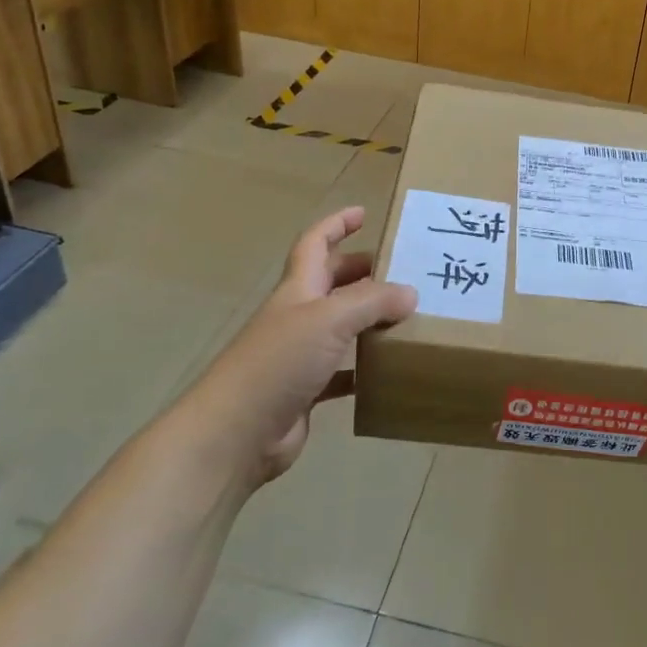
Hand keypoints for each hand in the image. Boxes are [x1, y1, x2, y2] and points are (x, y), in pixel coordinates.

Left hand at [200, 208, 414, 486]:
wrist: (235, 433)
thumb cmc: (278, 362)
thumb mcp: (329, 320)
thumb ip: (372, 302)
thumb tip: (411, 293)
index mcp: (298, 289)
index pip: (315, 243)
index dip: (337, 224)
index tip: (364, 213)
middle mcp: (298, 316)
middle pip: (332, 283)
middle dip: (362, 271)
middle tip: (402, 270)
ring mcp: (300, 355)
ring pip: (341, 326)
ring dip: (369, 319)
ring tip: (408, 316)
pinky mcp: (306, 391)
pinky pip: (343, 372)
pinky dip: (364, 368)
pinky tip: (389, 370)